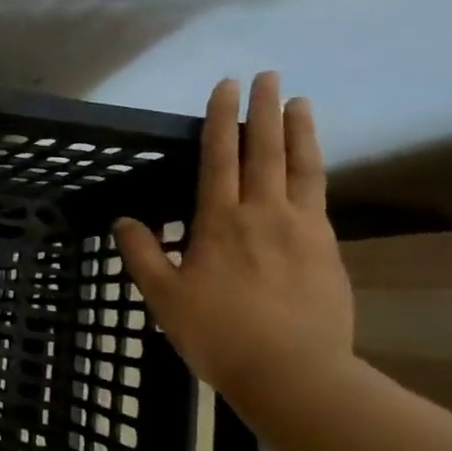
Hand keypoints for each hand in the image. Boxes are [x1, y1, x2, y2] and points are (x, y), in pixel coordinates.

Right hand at [114, 73, 358, 408]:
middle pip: (264, 151)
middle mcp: (263, 214)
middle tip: (268, 76)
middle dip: (264, 110)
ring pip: (301, 168)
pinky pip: (319, 198)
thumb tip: (123, 221)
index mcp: (220, 221)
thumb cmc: (218, 333)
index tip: (225, 86)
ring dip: (300, 132)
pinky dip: (315, 171)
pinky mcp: (328, 250)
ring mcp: (302, 230)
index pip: (219, 157)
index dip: (220, 119)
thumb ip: (142, 254)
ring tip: (300, 103)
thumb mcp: (163, 297)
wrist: (294, 374)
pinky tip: (312, 166)